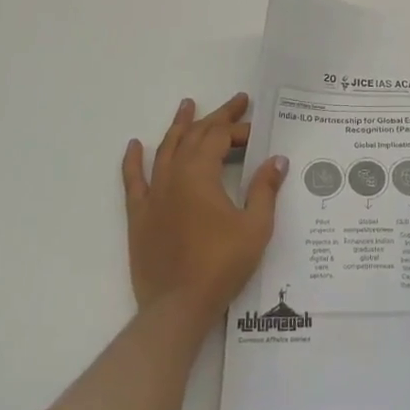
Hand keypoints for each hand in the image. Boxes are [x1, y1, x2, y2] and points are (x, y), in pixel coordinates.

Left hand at [121, 93, 287, 324]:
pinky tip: (135, 145)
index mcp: (200, 175)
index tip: (258, 131)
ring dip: (179, 126)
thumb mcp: (255, 227)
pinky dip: (134, 160)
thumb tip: (277, 160)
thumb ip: (264, 190)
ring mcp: (153, 195)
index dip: (239, 129)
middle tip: (236, 102)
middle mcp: (173, 177)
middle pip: (194, 136)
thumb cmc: (221, 265)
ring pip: (165, 150)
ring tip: (187, 105)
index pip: (219, 138)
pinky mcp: (139, 216)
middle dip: (217, 117)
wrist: (177, 307)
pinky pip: (133, 181)